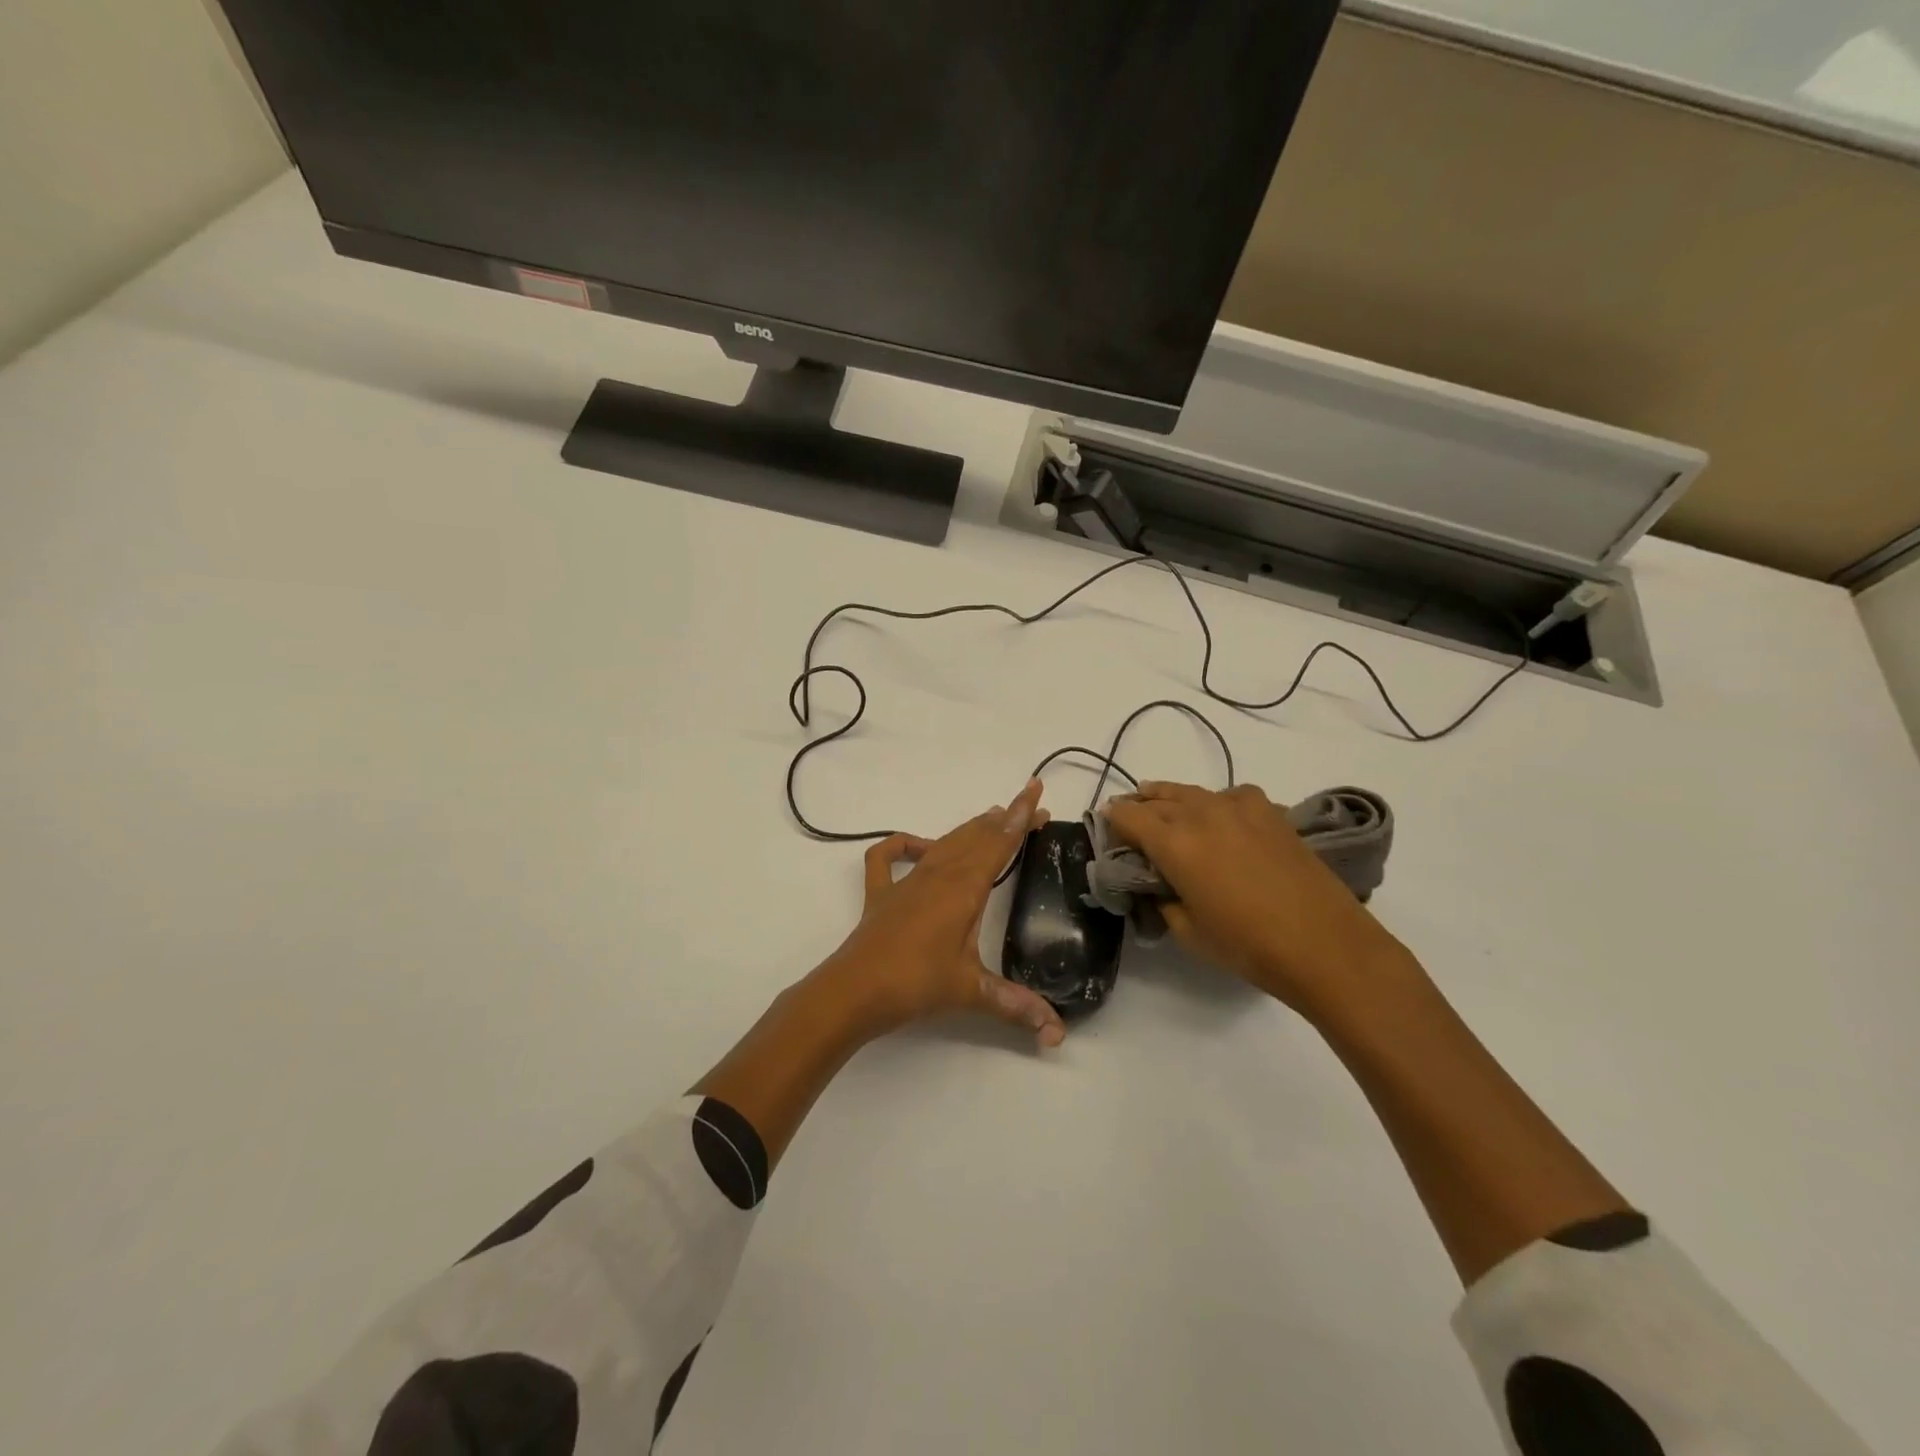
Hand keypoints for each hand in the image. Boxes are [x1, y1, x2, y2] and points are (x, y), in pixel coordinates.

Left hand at [811, 779, 1067, 1048]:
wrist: (854, 991)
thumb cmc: (916, 983)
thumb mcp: (970, 991)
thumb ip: (1015, 1005)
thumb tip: (1057, 1033)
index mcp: (964, 888)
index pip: (999, 843)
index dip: (1020, 818)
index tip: (1036, 791)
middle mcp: (937, 875)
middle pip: (975, 837)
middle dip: (1004, 821)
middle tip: (1027, 809)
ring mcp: (906, 882)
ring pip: (943, 843)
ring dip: (968, 829)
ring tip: (991, 817)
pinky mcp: (880, 894)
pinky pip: (887, 857)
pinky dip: (902, 845)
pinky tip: (918, 846)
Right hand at [1104, 781, 1412, 1017]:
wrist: (1325, 944)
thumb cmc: (1248, 945)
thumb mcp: (1187, 931)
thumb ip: (1162, 898)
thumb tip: (1157, 882)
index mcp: (1173, 842)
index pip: (1128, 816)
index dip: (1112, 820)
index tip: (1106, 827)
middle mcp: (1201, 813)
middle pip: (1157, 798)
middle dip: (1138, 806)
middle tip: (1129, 818)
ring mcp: (1239, 808)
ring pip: (1192, 792)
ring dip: (1171, 798)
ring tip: (1164, 806)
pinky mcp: (1270, 812)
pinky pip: (1230, 796)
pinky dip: (1216, 802)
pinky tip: (1221, 818)